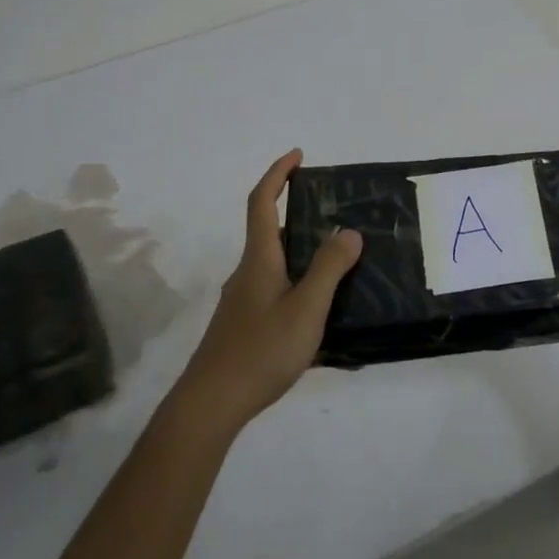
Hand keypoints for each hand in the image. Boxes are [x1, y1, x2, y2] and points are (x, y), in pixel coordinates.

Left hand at [173, 149, 363, 436]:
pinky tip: (318, 310)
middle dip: (298, 214)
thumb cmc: (261, 350)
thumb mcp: (306, 308)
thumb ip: (329, 269)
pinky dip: (297, 283)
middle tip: (335, 215)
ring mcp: (242, 300)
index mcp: (259, 259)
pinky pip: (274, 289)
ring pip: (274, 263)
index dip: (277, 174)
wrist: (210, 403)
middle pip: (270, 231)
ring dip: (301, 253)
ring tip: (339, 263)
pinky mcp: (243, 325)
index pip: (262, 202)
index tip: (298, 155)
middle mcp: (247, 272)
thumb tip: (348, 232)